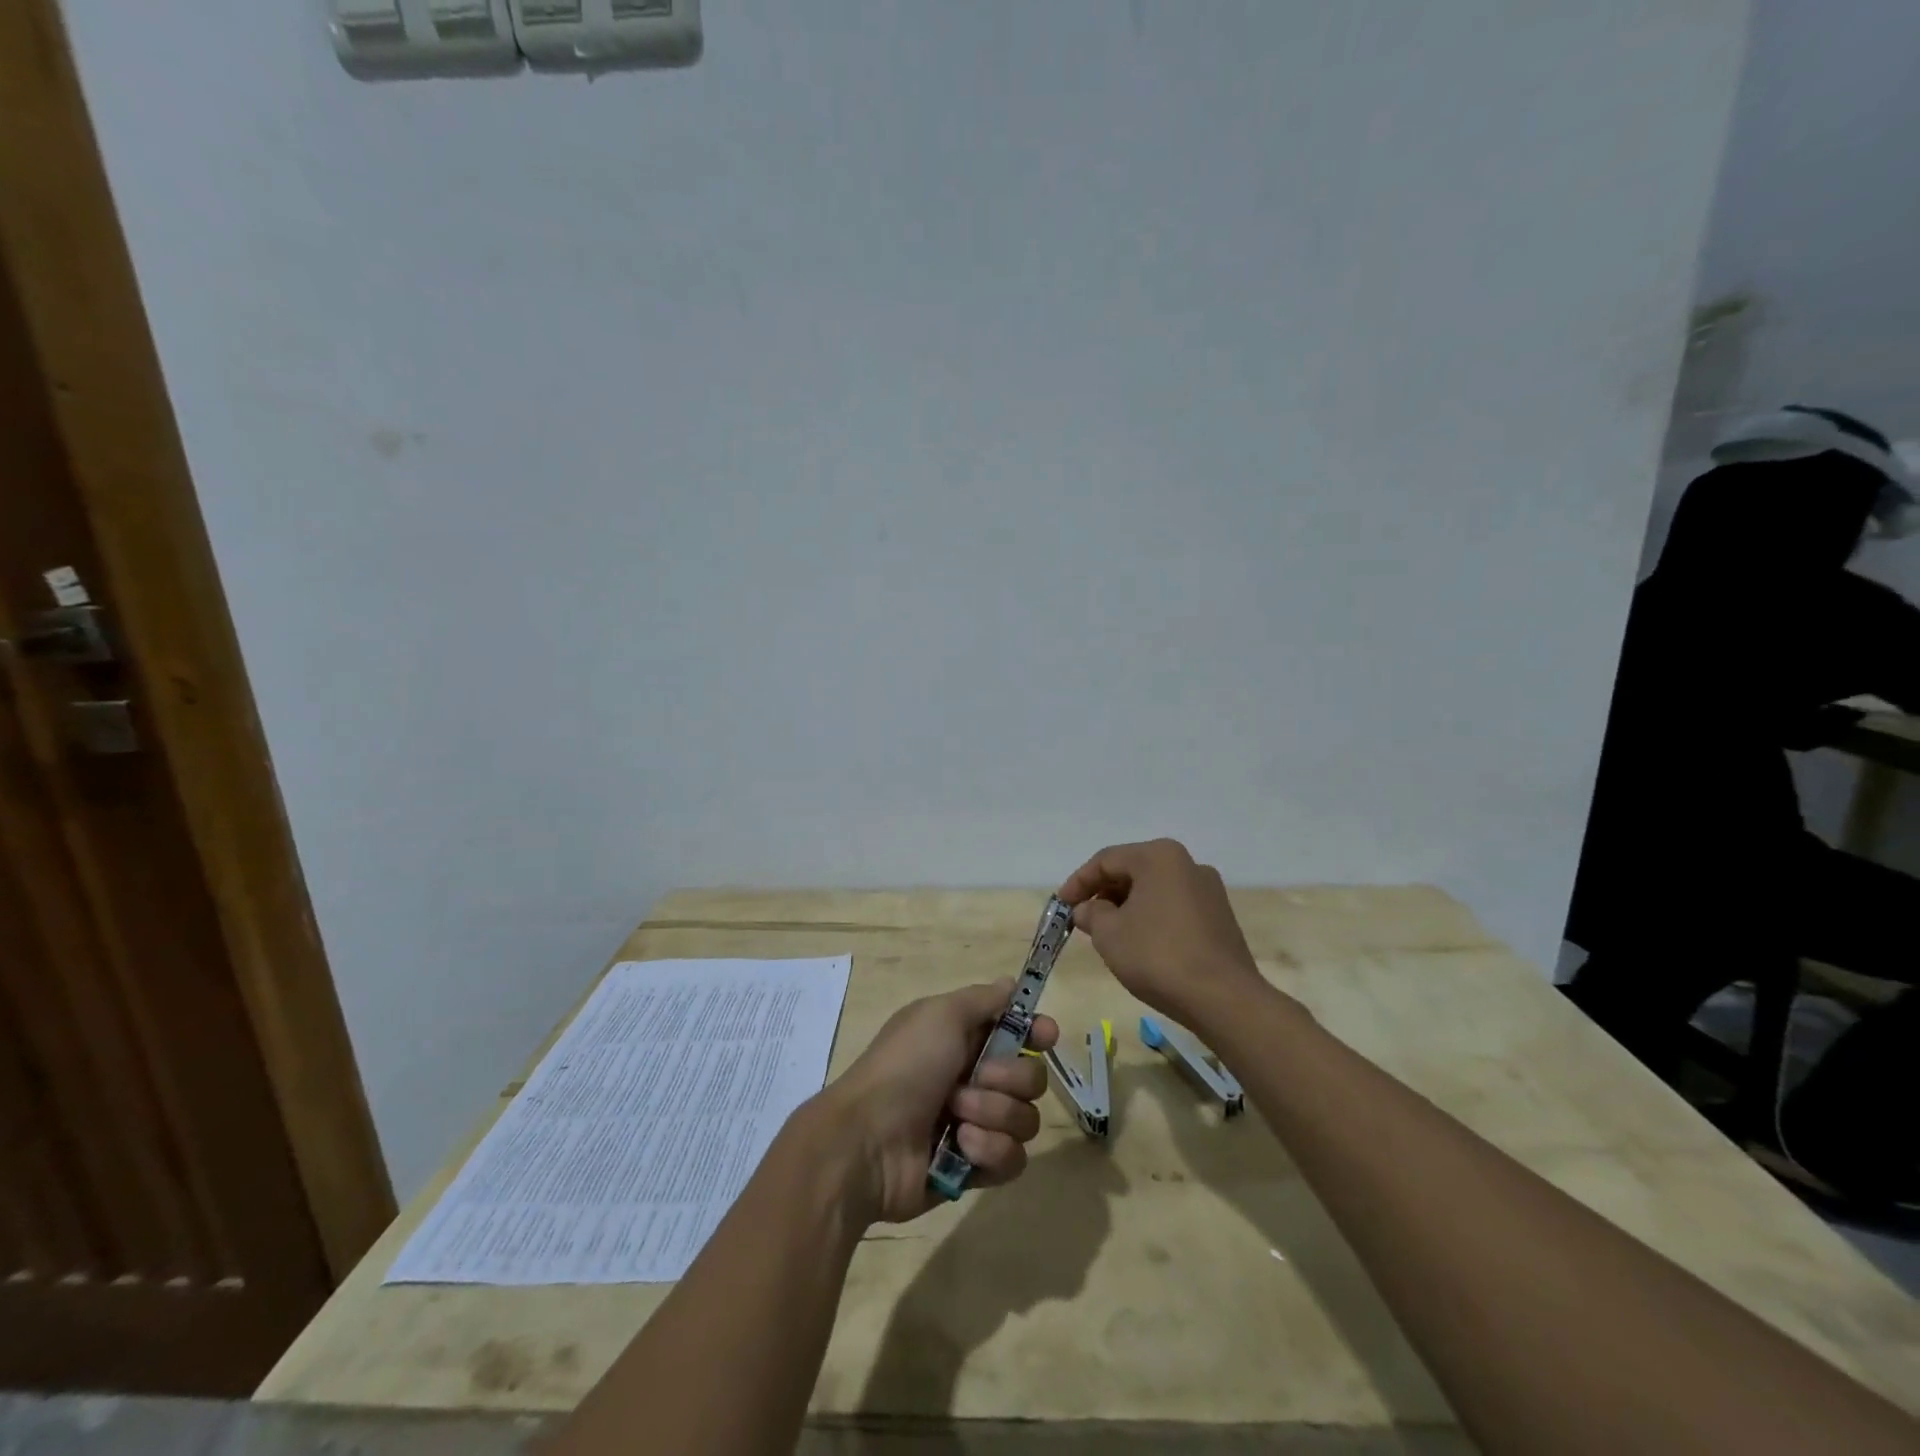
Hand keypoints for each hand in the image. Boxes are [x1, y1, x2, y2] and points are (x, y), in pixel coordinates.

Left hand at [817, 980, 1057, 1224]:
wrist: (868, 1141)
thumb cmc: (905, 1066)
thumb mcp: (940, 1015)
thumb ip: (982, 999)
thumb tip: (1011, 984)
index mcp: (963, 1039)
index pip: (1019, 1031)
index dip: (1037, 1033)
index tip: (1045, 1036)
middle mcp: (974, 1079)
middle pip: (1031, 1077)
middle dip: (1008, 1079)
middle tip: (973, 1080)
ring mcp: (976, 1125)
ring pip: (1026, 1119)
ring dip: (993, 1115)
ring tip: (957, 1117)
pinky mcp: (977, 1168)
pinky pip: (1013, 1158)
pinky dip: (989, 1150)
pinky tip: (962, 1147)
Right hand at [1057, 838, 1272, 1029]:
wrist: (1223, 999)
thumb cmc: (1158, 956)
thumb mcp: (1110, 934)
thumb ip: (1092, 914)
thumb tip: (1087, 909)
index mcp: (1159, 857)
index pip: (1106, 860)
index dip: (1078, 882)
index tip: (1061, 905)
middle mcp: (1187, 863)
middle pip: (1132, 870)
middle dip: (1103, 893)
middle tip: (1081, 918)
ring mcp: (1208, 890)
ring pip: (1154, 889)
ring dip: (1126, 906)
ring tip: (1107, 932)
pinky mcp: (1219, 917)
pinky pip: (1173, 906)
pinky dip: (1150, 917)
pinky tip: (1139, 942)